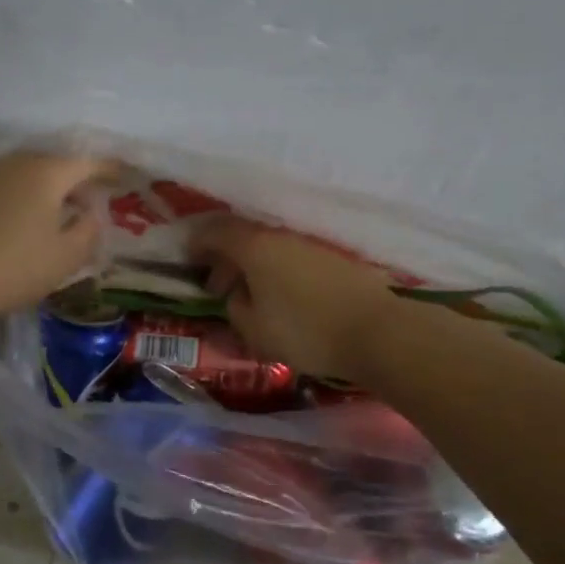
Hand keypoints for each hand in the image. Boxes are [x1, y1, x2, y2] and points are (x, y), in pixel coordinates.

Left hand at [0, 150, 117, 326]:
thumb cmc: (8, 266)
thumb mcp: (63, 258)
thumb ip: (88, 232)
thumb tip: (90, 214)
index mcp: (46, 171)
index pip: (89, 162)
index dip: (111, 170)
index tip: (127, 178)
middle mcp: (15, 163)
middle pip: (56, 165)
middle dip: (78, 181)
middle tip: (95, 200)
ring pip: (28, 177)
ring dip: (48, 192)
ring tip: (61, 215)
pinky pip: (5, 191)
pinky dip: (23, 202)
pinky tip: (22, 225)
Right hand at [190, 216, 401, 380]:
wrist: (376, 331)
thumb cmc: (305, 331)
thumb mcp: (254, 329)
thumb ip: (235, 307)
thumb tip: (237, 295)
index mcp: (255, 246)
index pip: (216, 231)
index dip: (197, 243)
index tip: (187, 258)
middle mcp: (281, 235)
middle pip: (243, 236)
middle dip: (224, 258)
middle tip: (217, 286)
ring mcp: (311, 244)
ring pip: (270, 247)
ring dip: (253, 266)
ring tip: (250, 295)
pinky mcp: (334, 258)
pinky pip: (292, 257)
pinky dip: (278, 270)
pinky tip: (281, 295)